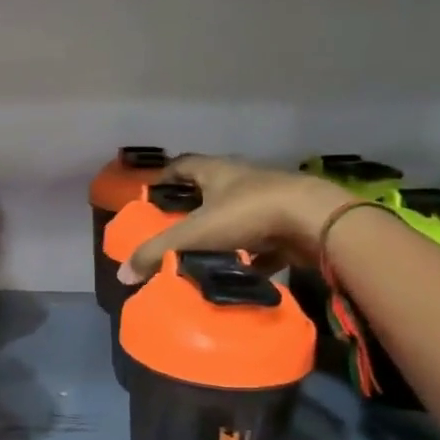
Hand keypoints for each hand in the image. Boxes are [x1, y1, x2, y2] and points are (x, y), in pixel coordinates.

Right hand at [119, 156, 350, 283]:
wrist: (316, 221)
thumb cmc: (248, 213)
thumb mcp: (194, 233)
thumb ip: (157, 252)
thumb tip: (123, 275)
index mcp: (216, 171)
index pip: (183, 165)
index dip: (165, 177)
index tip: (151, 194)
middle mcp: (242, 179)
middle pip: (210, 189)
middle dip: (192, 207)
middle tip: (173, 228)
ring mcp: (270, 200)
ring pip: (238, 214)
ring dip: (222, 231)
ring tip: (202, 253)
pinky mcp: (290, 224)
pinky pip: (264, 240)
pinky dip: (252, 255)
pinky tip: (241, 272)